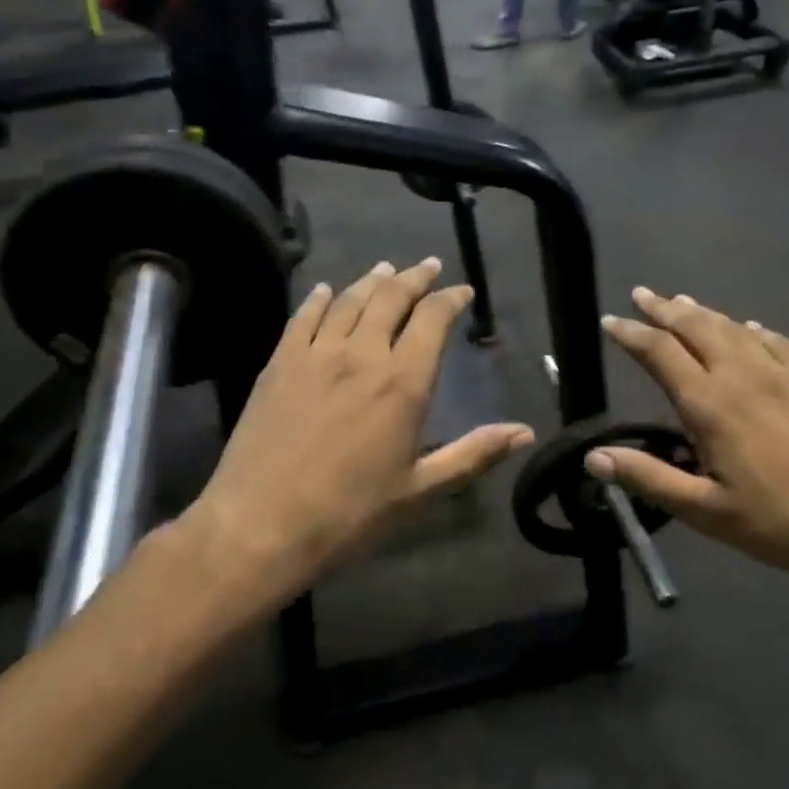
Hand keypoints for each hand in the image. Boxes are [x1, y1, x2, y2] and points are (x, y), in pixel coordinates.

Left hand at [178, 258, 533, 612]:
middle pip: (391, 298)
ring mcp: (316, 355)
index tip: (461, 290)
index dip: (450, 299)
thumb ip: (474, 453)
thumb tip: (525, 432)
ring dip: (371, 280)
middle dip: (414, 278)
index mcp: (403, 382)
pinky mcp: (279, 364)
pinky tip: (325, 290)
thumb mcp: (421, 490)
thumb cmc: (350, 513)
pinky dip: (319, 299)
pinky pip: (303, 318)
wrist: (262, 524)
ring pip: (349, 300)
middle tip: (427, 265)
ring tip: (385, 268)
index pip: (432, 319)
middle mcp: (362, 354)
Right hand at [592, 288, 788, 590]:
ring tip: (683, 302)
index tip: (609, 321)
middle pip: (697, 327)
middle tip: (642, 294)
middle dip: (664, 309)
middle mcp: (744, 375)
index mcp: (711, 405)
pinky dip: (751, 329)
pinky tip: (750, 329)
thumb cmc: (784, 522)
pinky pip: (776, 340)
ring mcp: (786, 373)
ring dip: (703, 312)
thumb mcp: (707, 512)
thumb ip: (649, 479)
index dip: (631, 333)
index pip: (660, 353)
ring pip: (734, 327)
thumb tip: (593, 457)